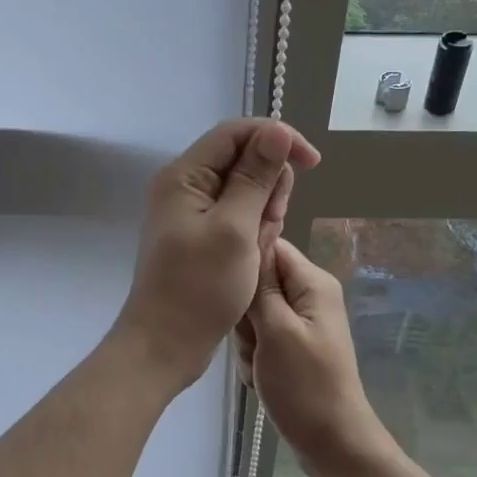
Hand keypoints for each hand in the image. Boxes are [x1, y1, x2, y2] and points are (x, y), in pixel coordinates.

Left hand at [112, 119, 320, 391]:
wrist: (165, 345)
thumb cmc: (199, 288)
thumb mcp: (235, 229)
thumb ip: (256, 177)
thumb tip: (278, 131)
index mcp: (185, 176)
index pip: (236, 132)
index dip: (277, 138)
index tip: (312, 163)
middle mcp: (185, 186)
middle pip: (243, 159)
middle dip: (269, 186)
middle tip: (271, 224)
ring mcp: (192, 212)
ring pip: (245, 191)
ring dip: (264, 213)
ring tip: (259, 247)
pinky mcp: (200, 235)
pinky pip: (238, 217)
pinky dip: (253, 231)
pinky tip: (255, 255)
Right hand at [236, 238, 395, 476]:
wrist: (332, 444)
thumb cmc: (305, 385)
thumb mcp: (276, 331)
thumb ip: (260, 287)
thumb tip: (250, 241)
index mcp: (313, 283)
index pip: (270, 247)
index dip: (245, 264)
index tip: (231, 292)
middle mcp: (309, 296)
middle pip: (258, 283)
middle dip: (245, 314)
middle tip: (254, 342)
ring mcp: (300, 323)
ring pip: (254, 314)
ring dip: (248, 341)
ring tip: (259, 365)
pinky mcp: (292, 347)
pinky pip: (260, 338)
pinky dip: (255, 357)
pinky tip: (260, 377)